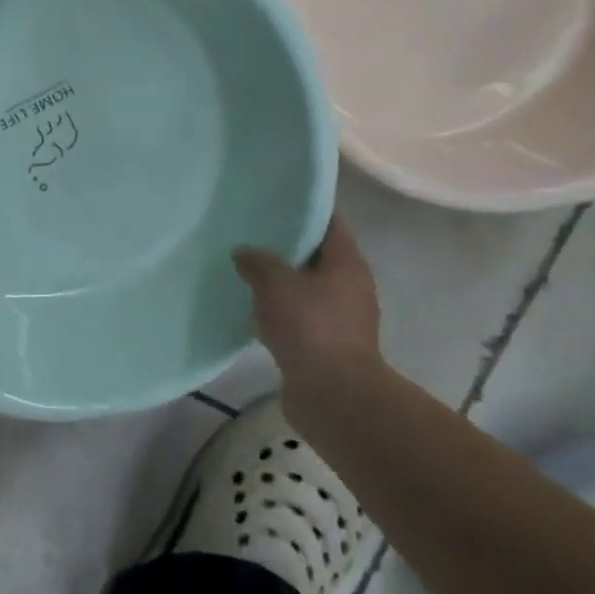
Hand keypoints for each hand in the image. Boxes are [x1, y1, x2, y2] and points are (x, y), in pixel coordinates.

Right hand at [233, 216, 380, 391]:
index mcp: (347, 264)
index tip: (278, 198)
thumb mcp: (276, 283)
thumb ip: (258, 262)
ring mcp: (341, 318)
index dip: (307, 208)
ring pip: (306, 287)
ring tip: (247, 269)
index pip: (330, 223)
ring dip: (282, 280)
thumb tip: (244, 253)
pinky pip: (299, 316)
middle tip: (254, 232)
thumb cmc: (310, 326)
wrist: (333, 395)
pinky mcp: (326, 345)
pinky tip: (253, 308)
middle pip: (318, 255)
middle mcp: (350, 287)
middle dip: (288, 245)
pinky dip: (280, 310)